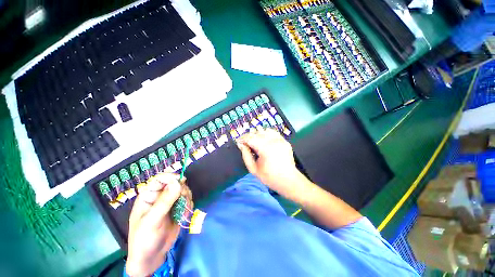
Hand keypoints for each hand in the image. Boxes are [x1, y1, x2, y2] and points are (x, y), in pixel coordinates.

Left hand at [126, 173, 181, 276]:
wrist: (152, 257)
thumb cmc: (144, 239)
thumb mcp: (152, 221)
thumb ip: (165, 201)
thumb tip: (177, 182)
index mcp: (149, 196)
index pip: (160, 179)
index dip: (170, 177)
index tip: (181, 181)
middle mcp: (160, 196)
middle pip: (175, 183)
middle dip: (182, 190)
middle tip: (183, 199)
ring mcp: (170, 202)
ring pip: (184, 191)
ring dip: (187, 198)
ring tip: (183, 210)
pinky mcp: (178, 208)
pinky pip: (188, 200)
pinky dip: (189, 206)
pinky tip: (184, 215)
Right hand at [236, 129, 303, 195]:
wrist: (288, 180)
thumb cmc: (269, 177)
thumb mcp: (253, 169)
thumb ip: (245, 155)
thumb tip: (240, 144)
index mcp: (265, 148)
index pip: (250, 138)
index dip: (242, 138)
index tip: (238, 141)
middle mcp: (273, 141)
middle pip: (257, 133)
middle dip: (249, 136)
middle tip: (245, 143)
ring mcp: (280, 140)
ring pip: (265, 130)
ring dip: (258, 134)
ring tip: (255, 141)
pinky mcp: (284, 141)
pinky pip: (273, 132)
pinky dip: (266, 134)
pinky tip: (264, 140)